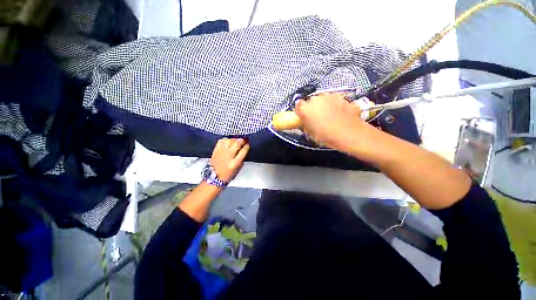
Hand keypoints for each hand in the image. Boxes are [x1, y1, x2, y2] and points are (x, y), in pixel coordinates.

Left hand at [210, 138, 249, 181]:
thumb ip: (242, 157)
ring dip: (235, 139)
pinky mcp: (216, 150)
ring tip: (237, 140)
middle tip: (245, 140)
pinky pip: (221, 140)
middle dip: (242, 141)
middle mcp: (228, 156)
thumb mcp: (239, 167)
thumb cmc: (229, 173)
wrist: (216, 176)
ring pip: (229, 140)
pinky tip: (229, 141)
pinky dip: (226, 139)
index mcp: (235, 163)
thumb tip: (244, 148)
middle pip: (236, 144)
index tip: (248, 144)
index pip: (243, 151)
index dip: (247, 146)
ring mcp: (221, 152)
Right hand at [295, 93, 369, 151]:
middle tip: (318, 118)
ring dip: (326, 106)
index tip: (303, 116)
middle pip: (312, 101)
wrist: (350, 135)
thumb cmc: (327, 136)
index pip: (299, 105)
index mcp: (306, 109)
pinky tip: (340, 116)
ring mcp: (331, 97)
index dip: (301, 111)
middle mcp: (317, 99)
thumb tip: (306, 122)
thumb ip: (306, 124)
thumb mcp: (311, 133)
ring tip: (330, 117)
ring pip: (325, 99)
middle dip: (314, 108)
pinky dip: (337, 106)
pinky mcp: (343, 98)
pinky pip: (336, 101)